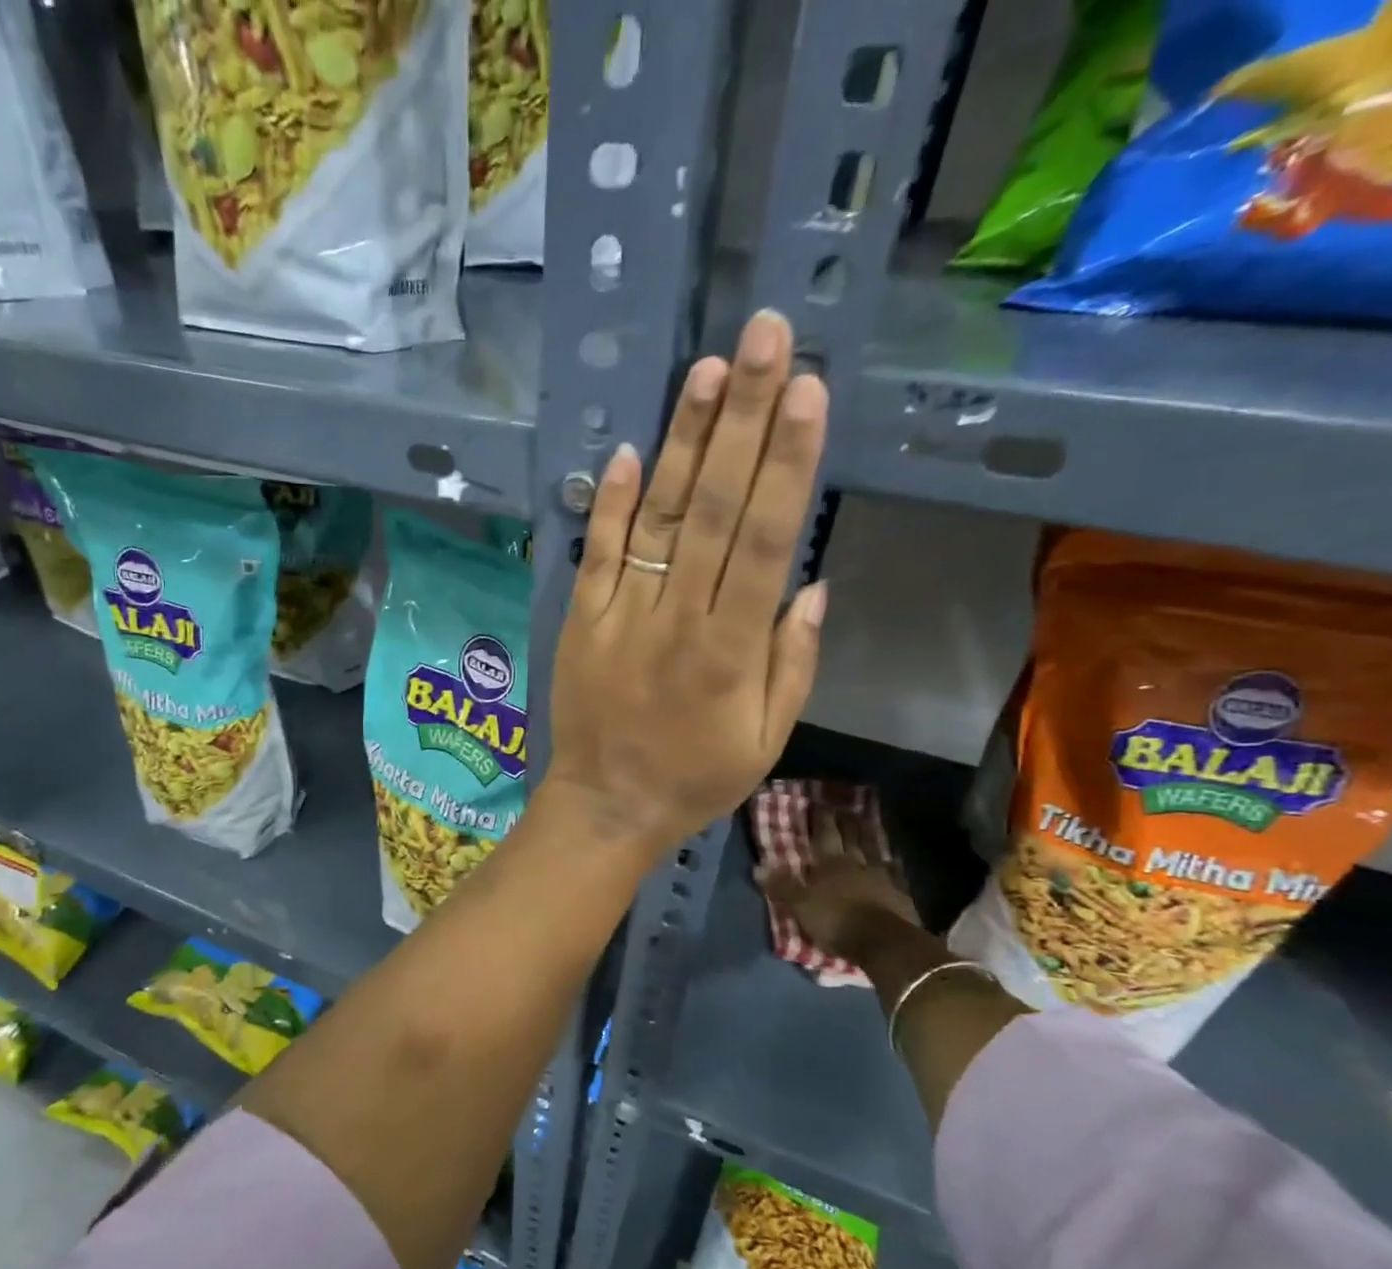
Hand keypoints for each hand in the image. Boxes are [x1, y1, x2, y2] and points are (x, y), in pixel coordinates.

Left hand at [541, 310, 830, 854]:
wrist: (606, 805)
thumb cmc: (695, 778)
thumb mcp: (767, 739)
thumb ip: (792, 661)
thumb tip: (811, 583)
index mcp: (732, 651)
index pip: (765, 541)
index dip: (786, 462)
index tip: (806, 390)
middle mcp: (677, 620)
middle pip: (713, 509)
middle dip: (741, 419)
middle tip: (761, 339)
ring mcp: (621, 616)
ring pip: (657, 519)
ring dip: (682, 442)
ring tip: (707, 371)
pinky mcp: (580, 621)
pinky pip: (597, 554)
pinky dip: (611, 503)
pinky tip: (630, 449)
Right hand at [758, 801, 918, 963]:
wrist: (885, 943)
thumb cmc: (836, 921)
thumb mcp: (800, 905)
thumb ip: (782, 886)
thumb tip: (758, 866)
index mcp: (831, 863)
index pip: (825, 834)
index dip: (822, 818)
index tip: (820, 803)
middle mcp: (857, 864)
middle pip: (852, 838)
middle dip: (847, 822)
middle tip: (846, 808)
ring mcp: (882, 878)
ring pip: (875, 850)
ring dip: (870, 836)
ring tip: (868, 823)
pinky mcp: (901, 895)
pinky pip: (895, 873)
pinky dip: (893, 865)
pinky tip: (894, 860)